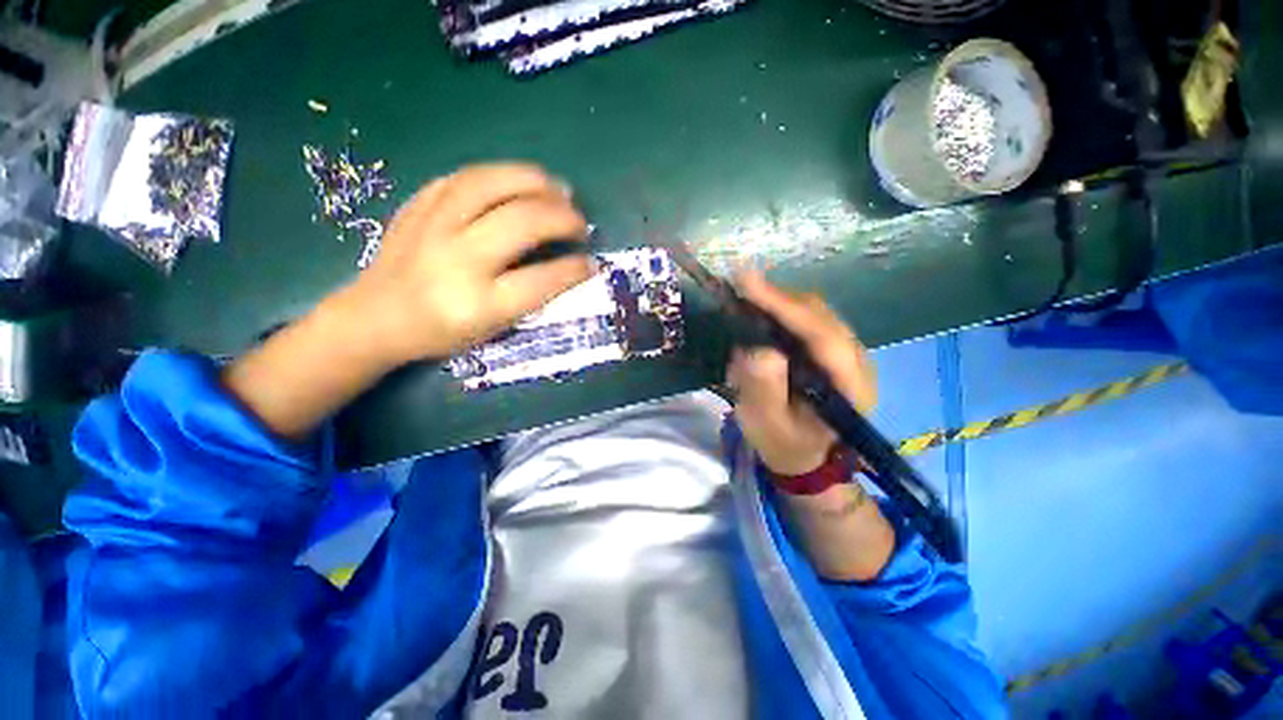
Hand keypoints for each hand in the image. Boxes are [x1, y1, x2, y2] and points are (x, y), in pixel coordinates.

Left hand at [342, 162, 591, 367]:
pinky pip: (465, 177)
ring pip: (492, 184)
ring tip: (559, 188)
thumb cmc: (441, 332)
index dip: (574, 269)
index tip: (592, 262)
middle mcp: (457, 261)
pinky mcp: (418, 205)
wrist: (374, 317)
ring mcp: (433, 226)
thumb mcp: (492, 329)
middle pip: (521, 223)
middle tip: (580, 222)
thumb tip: (568, 265)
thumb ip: (531, 297)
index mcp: (477, 304)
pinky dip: (500, 176)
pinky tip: (518, 183)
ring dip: (535, 182)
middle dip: (562, 218)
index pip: (541, 280)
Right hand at [726, 271, 876, 475]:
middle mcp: (857, 362)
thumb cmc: (785, 444)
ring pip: (816, 313)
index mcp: (850, 386)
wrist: (806, 456)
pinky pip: (810, 320)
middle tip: (740, 287)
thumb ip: (764, 391)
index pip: (822, 335)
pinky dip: (784, 311)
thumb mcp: (768, 425)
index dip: (784, 306)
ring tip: (748, 296)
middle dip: (779, 299)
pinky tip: (763, 311)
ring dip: (781, 302)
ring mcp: (848, 354)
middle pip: (820, 316)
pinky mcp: (834, 351)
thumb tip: (758, 350)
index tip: (748, 282)